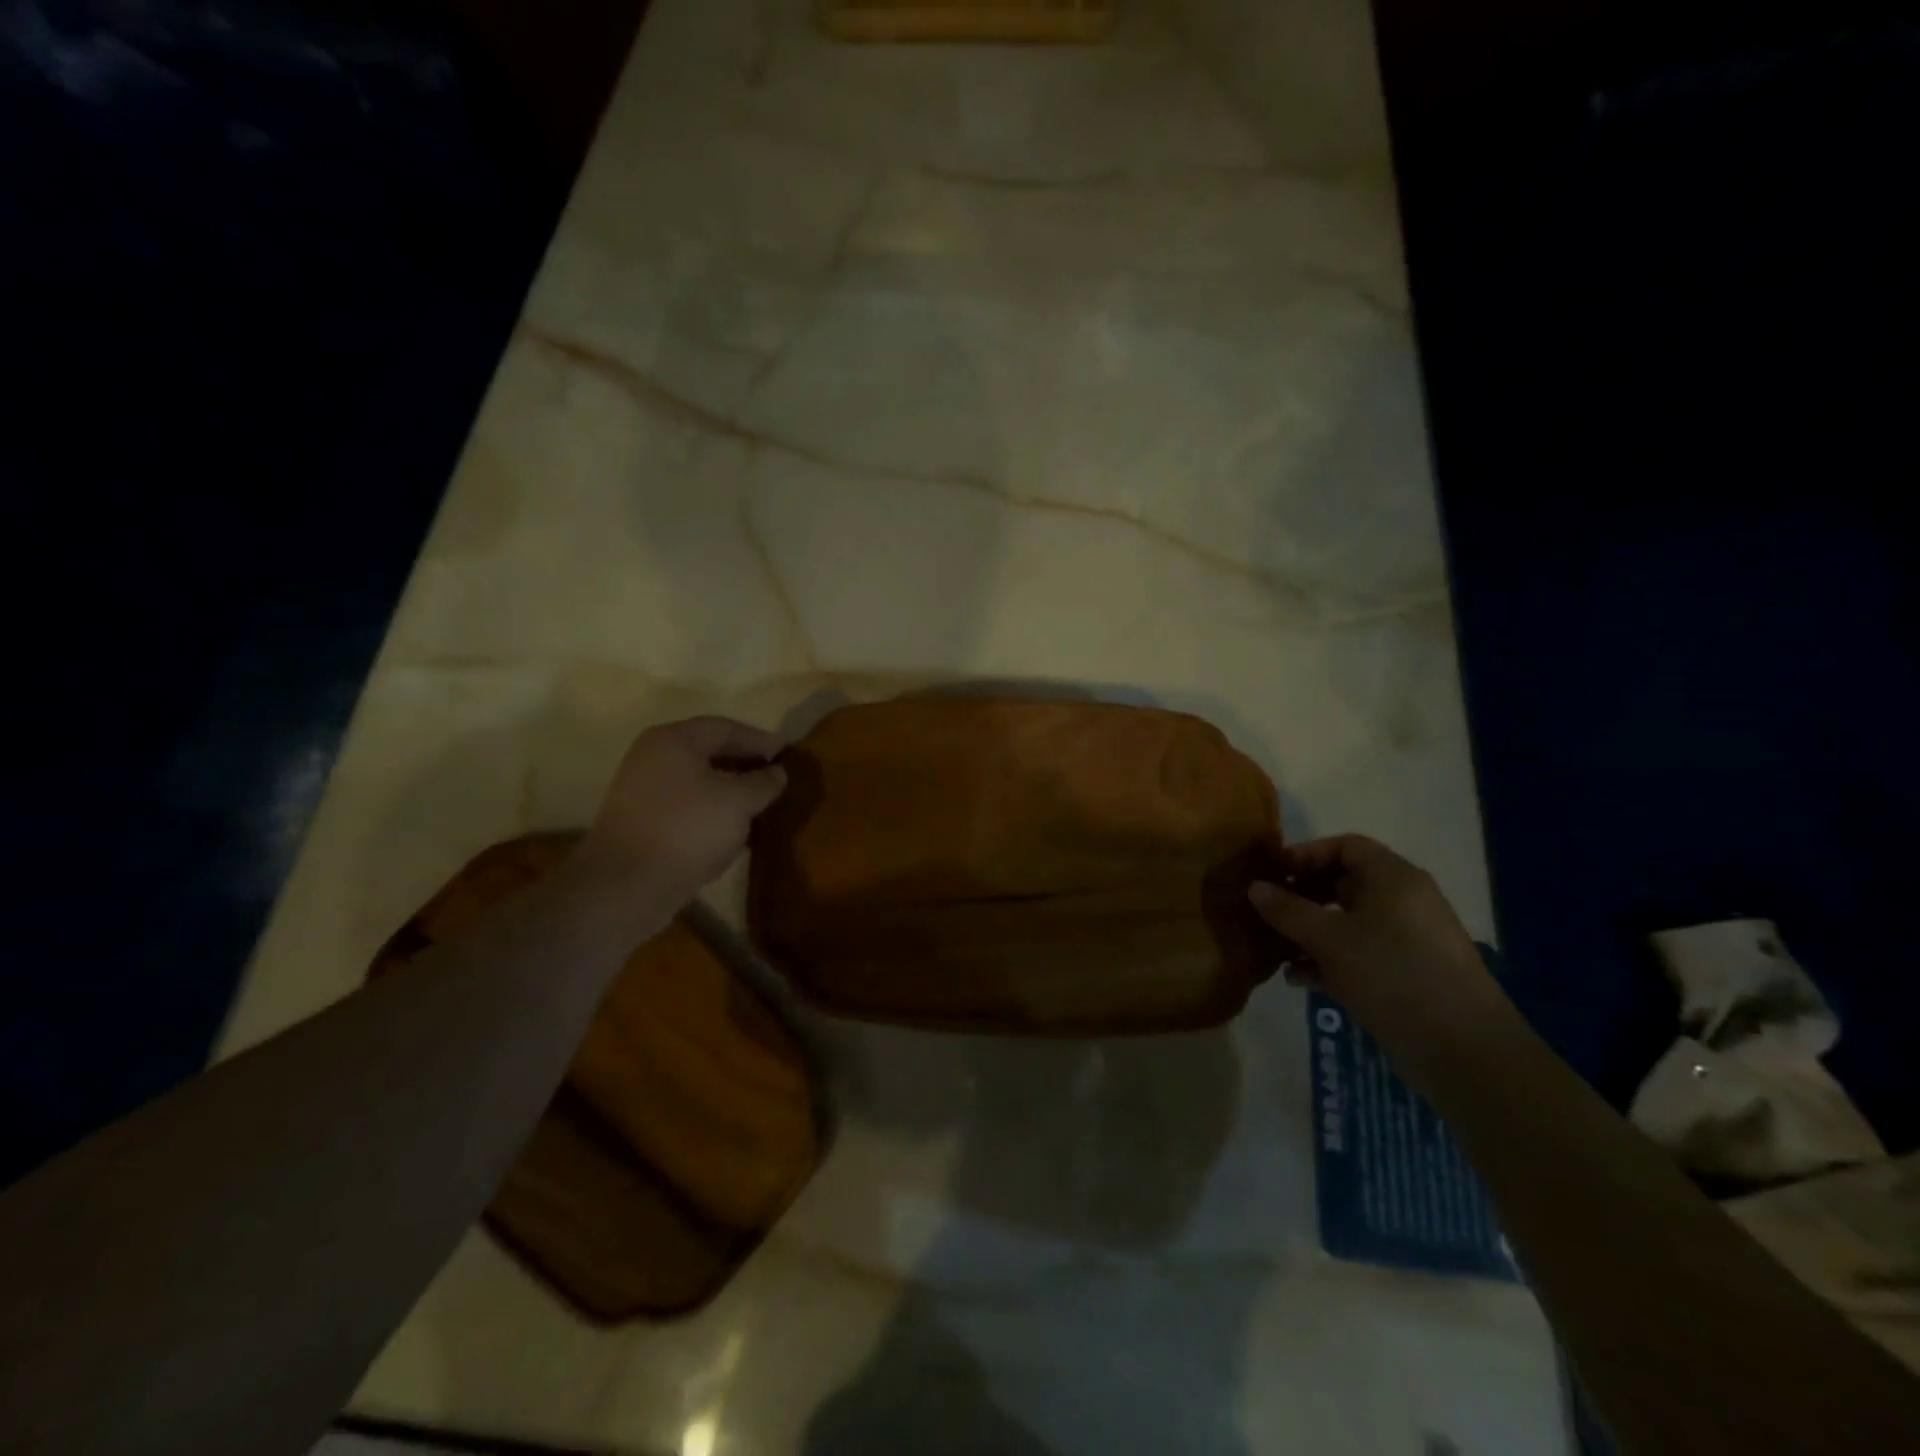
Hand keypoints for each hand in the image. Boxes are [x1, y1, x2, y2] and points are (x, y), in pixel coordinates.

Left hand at [576, 716, 787, 909]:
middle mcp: (653, 757)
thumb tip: (777, 772)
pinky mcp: (641, 823)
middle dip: (744, 765)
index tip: (787, 751)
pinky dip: (712, 812)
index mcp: (673, 740)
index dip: (759, 739)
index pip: (725, 728)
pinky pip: (686, 807)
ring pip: (697, 782)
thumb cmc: (688, 829)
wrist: (626, 886)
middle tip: (776, 777)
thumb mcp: (739, 801)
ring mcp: (642, 791)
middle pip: (708, 752)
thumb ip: (763, 782)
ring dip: (729, 791)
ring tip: (759, 806)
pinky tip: (732, 831)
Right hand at [1248, 836, 1514, 1079]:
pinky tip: (1300, 979)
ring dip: (1310, 932)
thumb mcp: (1329, 939)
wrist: (1462, 1049)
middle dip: (1303, 896)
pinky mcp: (1406, 975)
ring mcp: (1407, 940)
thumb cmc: (1391, 974)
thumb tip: (1255, 887)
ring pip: (1349, 922)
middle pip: (1345, 883)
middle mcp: (1403, 902)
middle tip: (1268, 911)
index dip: (1307, 854)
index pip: (1346, 846)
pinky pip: (1360, 954)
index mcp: (1393, 879)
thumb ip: (1288, 910)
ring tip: (1275, 949)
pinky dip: (1330, 960)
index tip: (1274, 873)